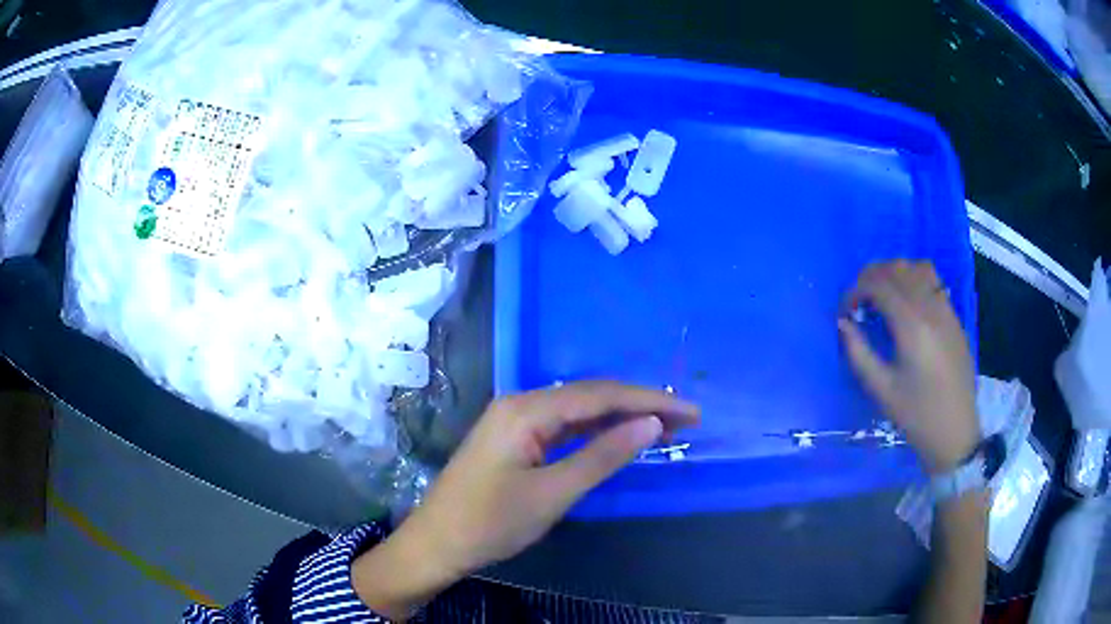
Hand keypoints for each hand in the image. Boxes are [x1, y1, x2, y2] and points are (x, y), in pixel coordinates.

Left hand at [353, 381, 699, 619]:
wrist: (437, 543)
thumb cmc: (491, 522)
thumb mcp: (553, 493)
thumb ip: (602, 456)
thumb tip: (651, 424)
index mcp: (526, 410)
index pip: (600, 396)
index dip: (649, 401)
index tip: (690, 412)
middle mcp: (520, 404)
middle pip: (590, 397)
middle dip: (639, 406)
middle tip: (684, 420)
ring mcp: (514, 420)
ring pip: (577, 411)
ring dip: (619, 418)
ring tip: (663, 427)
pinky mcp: (514, 439)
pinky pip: (562, 427)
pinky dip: (594, 432)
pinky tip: (617, 437)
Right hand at [837, 260, 977, 474]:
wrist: (955, 431)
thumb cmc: (917, 415)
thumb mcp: (882, 390)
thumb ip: (858, 353)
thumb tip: (842, 323)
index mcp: (912, 325)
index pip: (879, 286)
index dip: (855, 291)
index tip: (844, 311)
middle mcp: (930, 308)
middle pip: (898, 270)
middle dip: (871, 277)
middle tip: (858, 301)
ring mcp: (946, 309)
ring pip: (917, 268)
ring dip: (894, 273)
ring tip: (882, 295)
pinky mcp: (954, 317)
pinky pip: (933, 281)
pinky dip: (913, 280)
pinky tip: (906, 304)